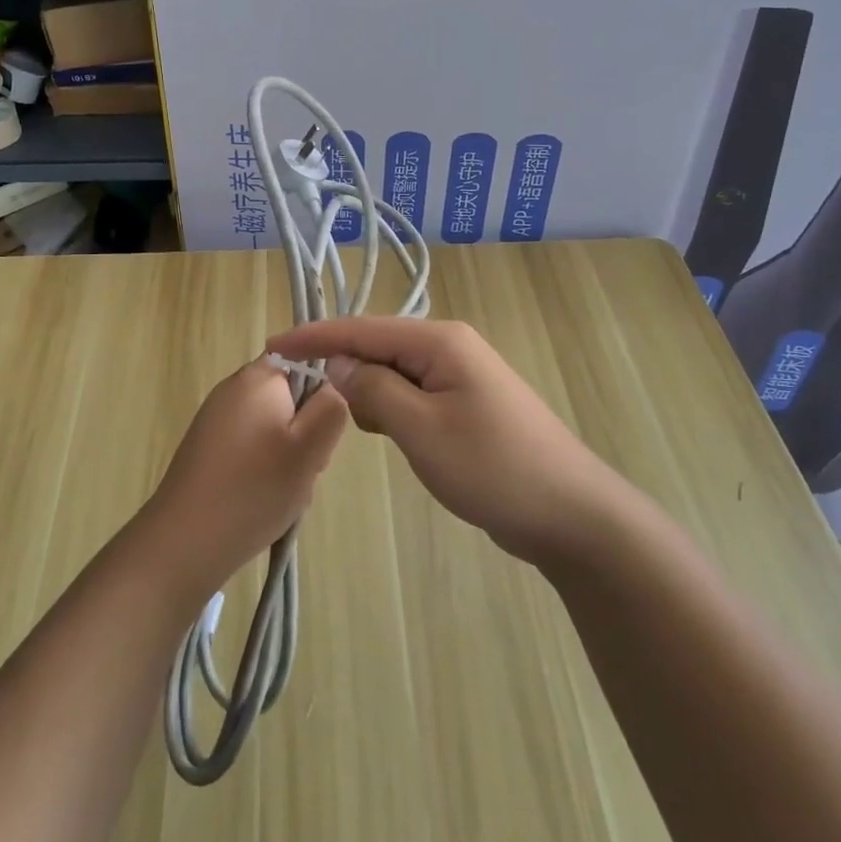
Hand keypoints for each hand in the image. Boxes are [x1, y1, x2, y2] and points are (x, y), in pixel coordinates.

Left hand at [139, 358, 348, 599]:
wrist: (185, 542)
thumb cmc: (254, 489)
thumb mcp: (310, 447)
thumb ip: (331, 407)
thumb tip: (332, 387)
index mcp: (257, 378)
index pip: (305, 364)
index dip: (321, 397)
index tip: (319, 434)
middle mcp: (233, 390)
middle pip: (290, 399)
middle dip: (306, 434)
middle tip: (304, 469)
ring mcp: (216, 421)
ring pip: (274, 430)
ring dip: (289, 458)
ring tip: (283, 492)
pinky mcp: (209, 450)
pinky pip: (253, 450)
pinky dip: (265, 472)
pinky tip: (262, 501)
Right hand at [267, 318, 620, 565]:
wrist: (570, 512)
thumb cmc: (492, 467)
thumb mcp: (421, 429)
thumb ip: (373, 390)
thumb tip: (338, 364)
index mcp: (439, 342)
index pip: (362, 329)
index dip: (314, 337)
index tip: (271, 348)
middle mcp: (450, 348)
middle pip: (378, 347)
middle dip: (341, 368)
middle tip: (305, 399)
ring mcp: (462, 376)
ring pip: (395, 373)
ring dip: (368, 393)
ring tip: (356, 426)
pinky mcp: (466, 404)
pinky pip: (414, 395)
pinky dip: (392, 410)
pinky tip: (390, 435)